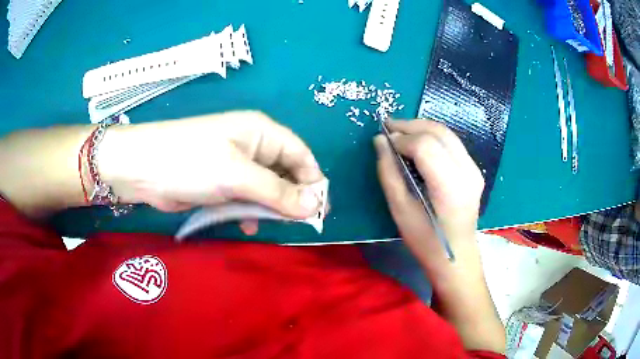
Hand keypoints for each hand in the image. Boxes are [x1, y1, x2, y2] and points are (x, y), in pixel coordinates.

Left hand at [99, 111, 324, 218]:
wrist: (143, 169)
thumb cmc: (191, 161)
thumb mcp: (238, 175)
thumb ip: (278, 192)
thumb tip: (315, 205)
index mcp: (262, 132)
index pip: (301, 155)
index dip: (313, 181)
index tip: (320, 210)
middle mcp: (252, 146)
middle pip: (285, 172)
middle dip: (292, 197)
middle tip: (296, 224)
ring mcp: (235, 165)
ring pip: (266, 187)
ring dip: (270, 207)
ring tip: (266, 224)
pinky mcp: (221, 182)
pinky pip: (247, 197)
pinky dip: (250, 210)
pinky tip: (246, 223)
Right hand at [374, 119, 483, 268]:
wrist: (456, 256)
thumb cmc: (426, 241)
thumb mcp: (400, 210)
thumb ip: (388, 172)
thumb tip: (380, 140)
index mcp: (450, 187)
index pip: (425, 146)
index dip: (402, 139)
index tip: (385, 143)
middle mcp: (467, 172)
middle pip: (438, 132)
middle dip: (410, 125)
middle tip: (388, 127)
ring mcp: (474, 169)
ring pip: (446, 133)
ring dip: (421, 128)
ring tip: (400, 132)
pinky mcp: (474, 170)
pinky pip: (452, 142)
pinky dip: (432, 136)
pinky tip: (418, 144)